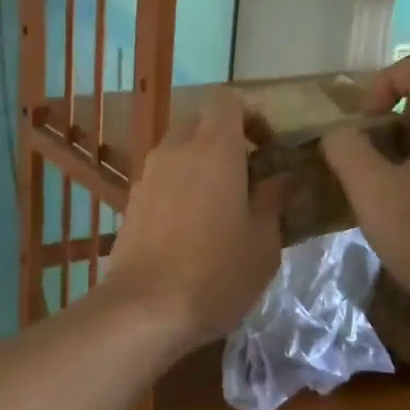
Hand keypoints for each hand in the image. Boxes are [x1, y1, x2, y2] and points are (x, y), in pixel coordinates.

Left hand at [99, 89, 284, 352]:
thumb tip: (278, 178)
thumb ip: (272, 200)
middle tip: (246, 176)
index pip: (226, 100)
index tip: (266, 145)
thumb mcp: (263, 243)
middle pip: (199, 122)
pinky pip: (161, 178)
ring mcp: (148, 176)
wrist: (145, 309)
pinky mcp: (131, 201)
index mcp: (214, 149)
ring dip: (200, 164)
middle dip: (224, 139)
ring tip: (219, 206)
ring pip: (177, 150)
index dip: (249, 114)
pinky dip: (179, 187)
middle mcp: (175, 151)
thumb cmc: (216, 274)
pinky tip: (190, 228)